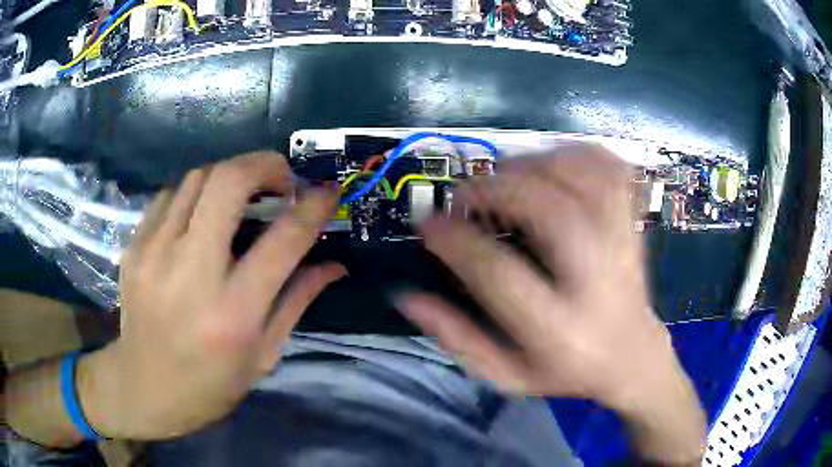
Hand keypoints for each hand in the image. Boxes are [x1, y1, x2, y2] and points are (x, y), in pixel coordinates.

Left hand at [78, 152, 344, 439]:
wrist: (144, 388)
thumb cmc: (210, 384)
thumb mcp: (262, 355)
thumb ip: (297, 301)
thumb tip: (334, 264)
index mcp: (233, 312)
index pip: (283, 240)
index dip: (313, 206)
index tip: (328, 191)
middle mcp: (191, 273)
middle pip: (229, 181)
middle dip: (265, 165)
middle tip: (281, 178)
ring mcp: (154, 253)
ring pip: (198, 178)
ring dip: (230, 177)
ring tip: (242, 196)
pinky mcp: (134, 247)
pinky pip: (169, 196)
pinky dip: (195, 195)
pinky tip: (200, 216)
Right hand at [397, 145, 704, 462]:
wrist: (632, 356)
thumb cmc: (566, 369)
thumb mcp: (506, 374)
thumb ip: (458, 338)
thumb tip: (407, 296)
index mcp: (559, 329)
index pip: (500, 275)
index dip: (457, 242)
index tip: (429, 225)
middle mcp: (597, 281)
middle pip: (552, 212)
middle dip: (498, 188)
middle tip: (465, 194)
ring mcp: (623, 246)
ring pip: (588, 179)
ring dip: (536, 163)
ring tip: (504, 175)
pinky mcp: (634, 225)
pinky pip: (614, 171)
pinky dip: (580, 153)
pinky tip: (553, 162)